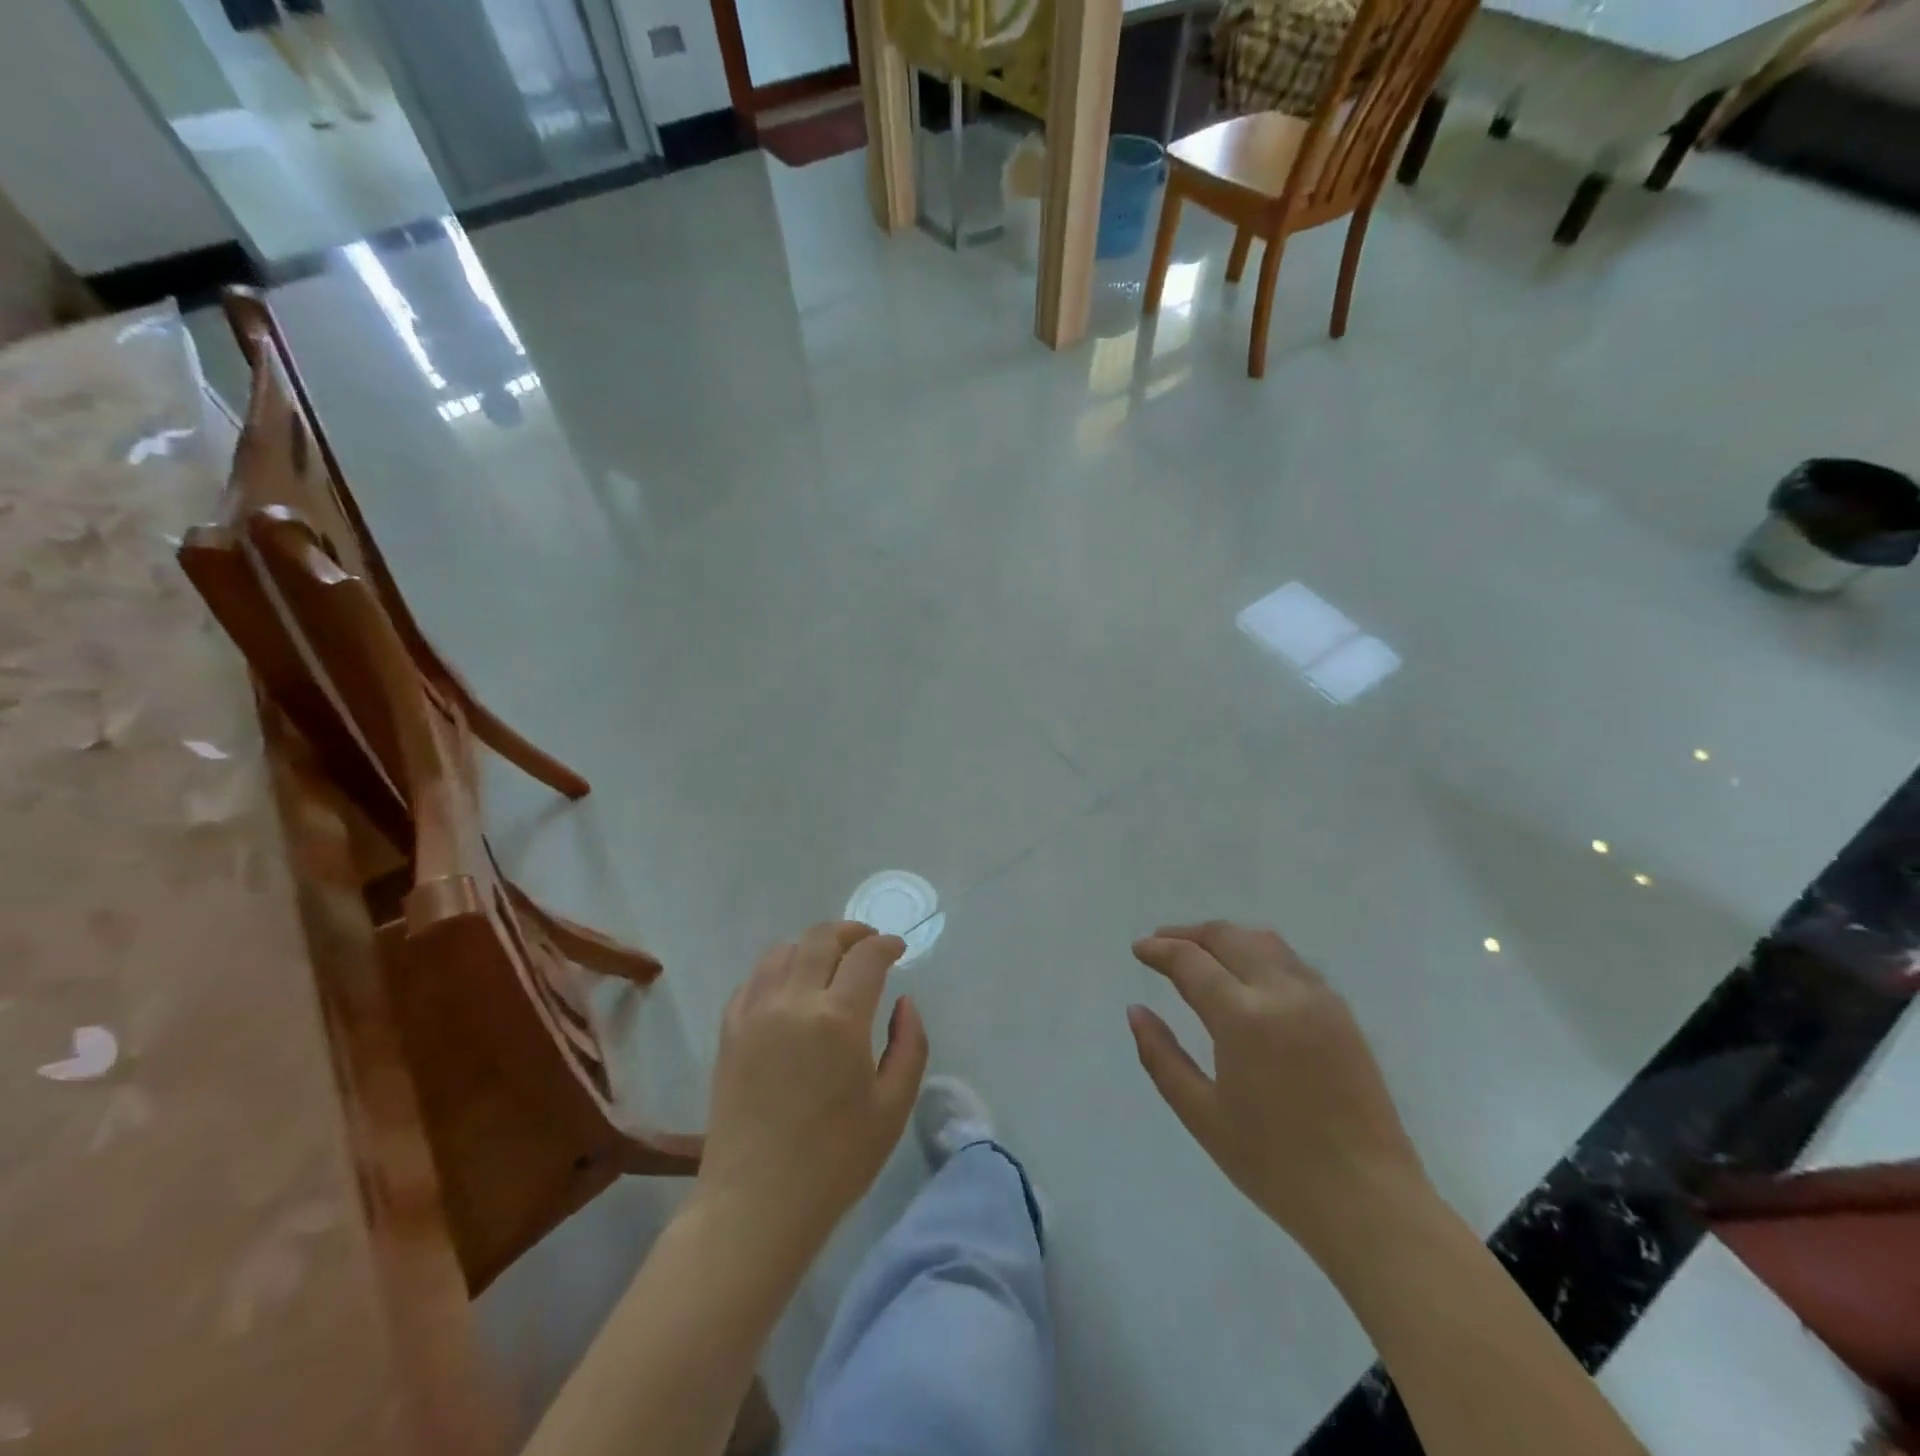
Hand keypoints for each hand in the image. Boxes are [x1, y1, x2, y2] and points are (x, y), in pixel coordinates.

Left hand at [695, 922, 928, 1257]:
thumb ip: (910, 1044)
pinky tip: (790, 988)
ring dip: (812, 945)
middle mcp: (794, 1002)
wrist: (756, 1204)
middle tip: (868, 943)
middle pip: (821, 938)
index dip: (886, 944)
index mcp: (839, 1018)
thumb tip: (904, 1002)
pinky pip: (753, 979)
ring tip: (829, 960)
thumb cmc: (835, 1161)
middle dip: (851, 932)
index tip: (898, 949)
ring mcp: (755, 1013)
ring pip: (783, 950)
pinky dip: (777, 969)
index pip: (866, 956)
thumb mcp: (893, 1107)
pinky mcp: (729, 1031)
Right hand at [1129, 921, 1426, 1253]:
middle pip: (1228, 937)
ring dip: (1226, 938)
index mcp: (1243, 1017)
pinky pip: (1292, 962)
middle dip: (1189, 934)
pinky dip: (1259, 953)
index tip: (1138, 949)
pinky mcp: (1341, 1013)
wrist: (1368, 1200)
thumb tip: (1136, 1011)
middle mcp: (1282, 992)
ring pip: (1264, 941)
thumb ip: (1161, 1056)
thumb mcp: (1201, 1115)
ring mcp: (1318, 998)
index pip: (1191, 961)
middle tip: (1161, 944)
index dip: (1159, 950)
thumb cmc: (1274, 1164)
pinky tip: (1247, 976)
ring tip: (1201, 953)